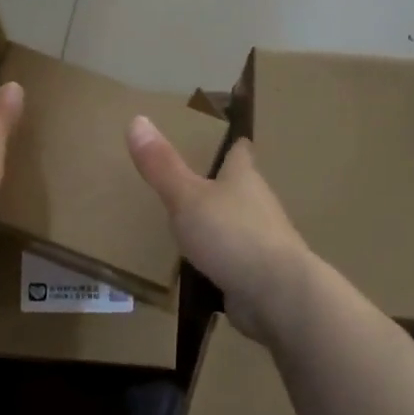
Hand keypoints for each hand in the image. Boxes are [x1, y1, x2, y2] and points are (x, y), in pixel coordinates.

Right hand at [126, 117, 310, 342]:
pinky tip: (193, 268)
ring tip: (181, 225)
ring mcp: (260, 242)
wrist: (277, 295)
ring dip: (215, 225)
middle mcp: (257, 205)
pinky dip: (215, 261)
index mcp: (244, 178)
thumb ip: (162, 165)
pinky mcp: (257, 274)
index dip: (228, 142)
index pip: (239, 150)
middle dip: (215, 184)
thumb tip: (137, 119)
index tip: (214, 136)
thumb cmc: (233, 235)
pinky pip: (231, 261)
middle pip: (237, 187)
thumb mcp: (188, 197)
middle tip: (182, 180)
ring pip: (234, 225)